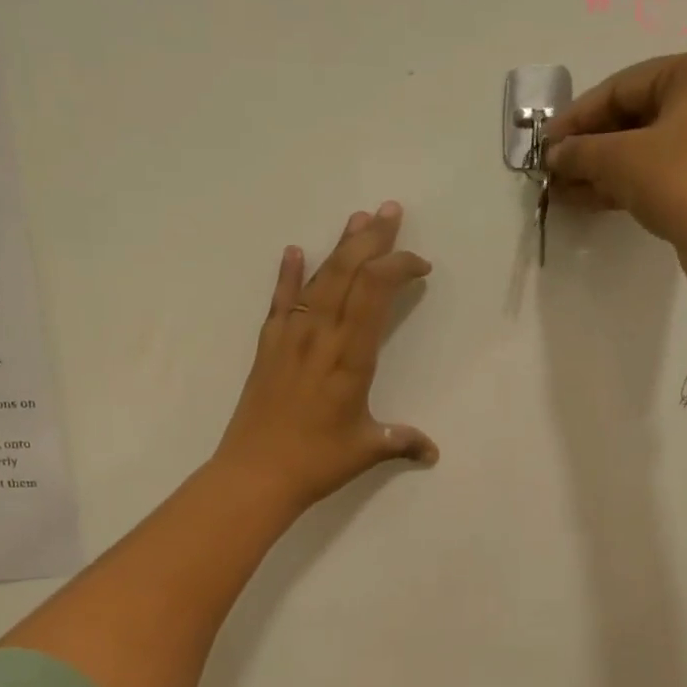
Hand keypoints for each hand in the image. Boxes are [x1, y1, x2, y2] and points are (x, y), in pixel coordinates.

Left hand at [214, 201, 437, 512]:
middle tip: (391, 211)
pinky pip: (279, 303)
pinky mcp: (268, 348)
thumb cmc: (315, 462)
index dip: (398, 268)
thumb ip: (401, 441)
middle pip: (347, 274)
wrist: (254, 474)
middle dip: (372, 240)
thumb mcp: (365, 451)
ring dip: (338, 248)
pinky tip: (294, 251)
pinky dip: (287, 276)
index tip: (420, 267)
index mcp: (350, 358)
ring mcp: (290, 339)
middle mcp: (321, 337)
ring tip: (356, 218)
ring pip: (318, 281)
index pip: (375, 293)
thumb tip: (432, 452)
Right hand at [546, 49, 686, 305]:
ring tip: (558, 188)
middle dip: (586, 146)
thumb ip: (580, 151)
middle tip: (550, 168)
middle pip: (630, 117)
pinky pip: (651, 171)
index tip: (545, 142)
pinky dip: (618, 183)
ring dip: (597, 169)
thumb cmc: (681, 179)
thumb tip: (553, 155)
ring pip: (638, 148)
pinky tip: (582, 198)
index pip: (621, 86)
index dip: (577, 116)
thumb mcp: (621, 159)